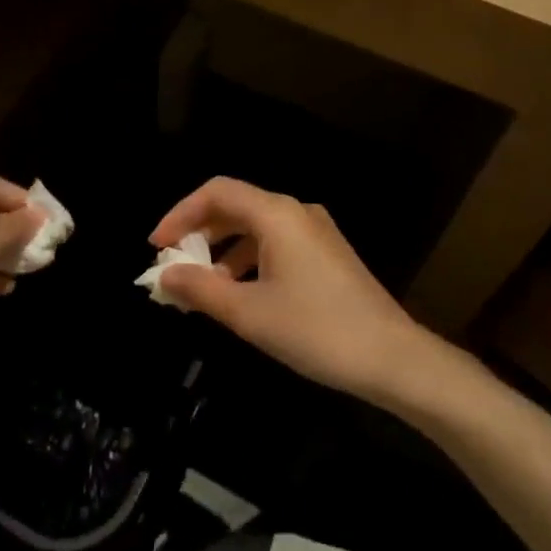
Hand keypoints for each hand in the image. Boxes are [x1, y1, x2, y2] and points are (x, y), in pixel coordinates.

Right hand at [150, 178, 439, 400]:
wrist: (393, 358)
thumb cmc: (316, 330)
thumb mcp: (249, 313)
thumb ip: (201, 290)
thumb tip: (165, 275)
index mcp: (277, 214)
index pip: (217, 192)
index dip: (181, 213)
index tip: (157, 246)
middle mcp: (296, 211)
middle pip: (236, 206)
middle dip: (200, 233)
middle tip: (174, 266)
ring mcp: (315, 232)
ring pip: (256, 227)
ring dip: (223, 250)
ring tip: (202, 287)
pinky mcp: (327, 254)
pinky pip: (276, 244)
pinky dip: (249, 260)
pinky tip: (240, 294)